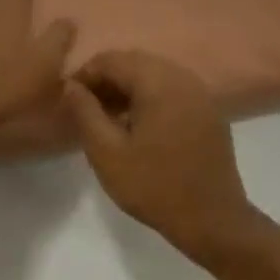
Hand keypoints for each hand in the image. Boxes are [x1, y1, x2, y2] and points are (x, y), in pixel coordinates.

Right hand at [63, 51, 254, 256]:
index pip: (112, 59)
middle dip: (107, 80)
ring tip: (108, 118)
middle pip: (135, 62)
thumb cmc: (154, 187)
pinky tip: (138, 126)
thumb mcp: (107, 153)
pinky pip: (173, 90)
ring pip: (155, 75)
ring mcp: (201, 93)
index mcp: (158, 81)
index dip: (84, 74)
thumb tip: (71, 85)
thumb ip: (85, 113)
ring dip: (128, 88)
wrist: (213, 219)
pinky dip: (150, 97)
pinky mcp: (209, 110)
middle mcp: (183, 77)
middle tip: (85, 109)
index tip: (67, 98)